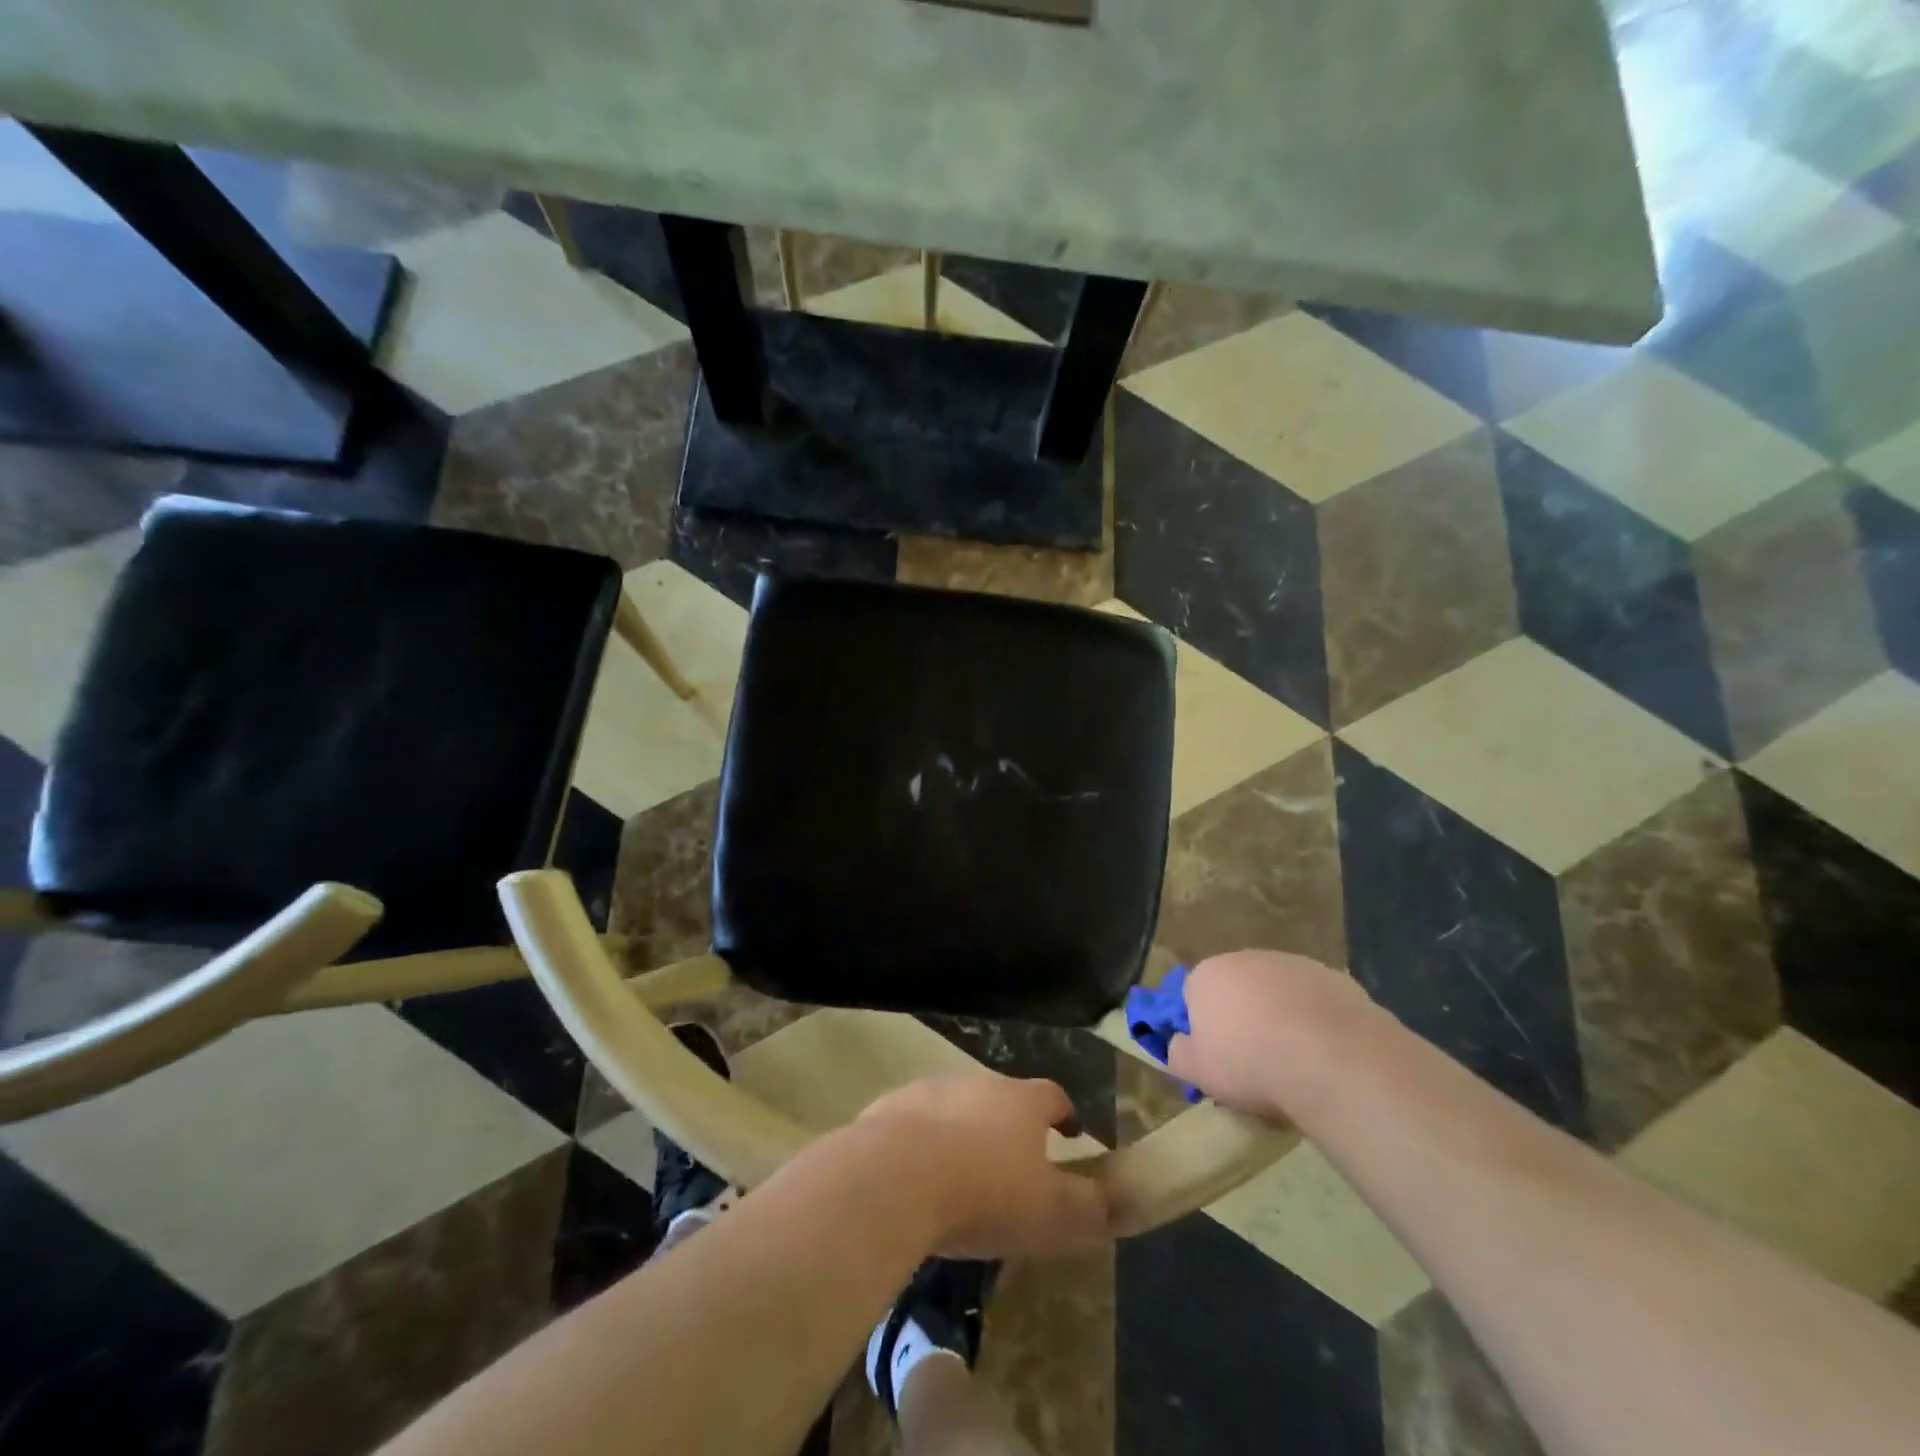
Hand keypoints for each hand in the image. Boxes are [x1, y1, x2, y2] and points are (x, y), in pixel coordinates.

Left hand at [858, 1072, 1110, 1258]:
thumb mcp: (1051, 1213)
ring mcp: (932, 1089)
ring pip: (958, 1107)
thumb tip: (1121, 1201)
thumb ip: (1090, 1207)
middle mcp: (979, 1083)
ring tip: (963, 1174)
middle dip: (1012, 1126)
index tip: (1072, 1136)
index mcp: (1022, 1101)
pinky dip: (923, 1143)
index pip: (1054, 1096)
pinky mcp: (892, 1107)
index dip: (1066, 1116)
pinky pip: (915, 1123)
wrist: (895, 1176)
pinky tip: (917, 1178)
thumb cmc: (985, 1192)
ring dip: (965, 1132)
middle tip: (1013, 1165)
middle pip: (1004, 1097)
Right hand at [1167, 950, 1374, 1120]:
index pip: (1193, 995)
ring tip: (1294, 1059)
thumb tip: (1179, 1044)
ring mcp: (1293, 963)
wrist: (1333, 1061)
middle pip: (1236, 988)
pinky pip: (1314, 1001)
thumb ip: (1178, 1053)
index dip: (1202, 1026)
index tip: (1216, 1056)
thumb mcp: (1198, 1072)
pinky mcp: (1334, 977)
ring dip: (1279, 1016)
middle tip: (1254, 1059)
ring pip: (1277, 992)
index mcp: (1207, 974)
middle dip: (1241, 1017)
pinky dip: (1314, 1020)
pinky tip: (1326, 1052)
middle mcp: (1246, 958)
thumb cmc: (1251, 1064)